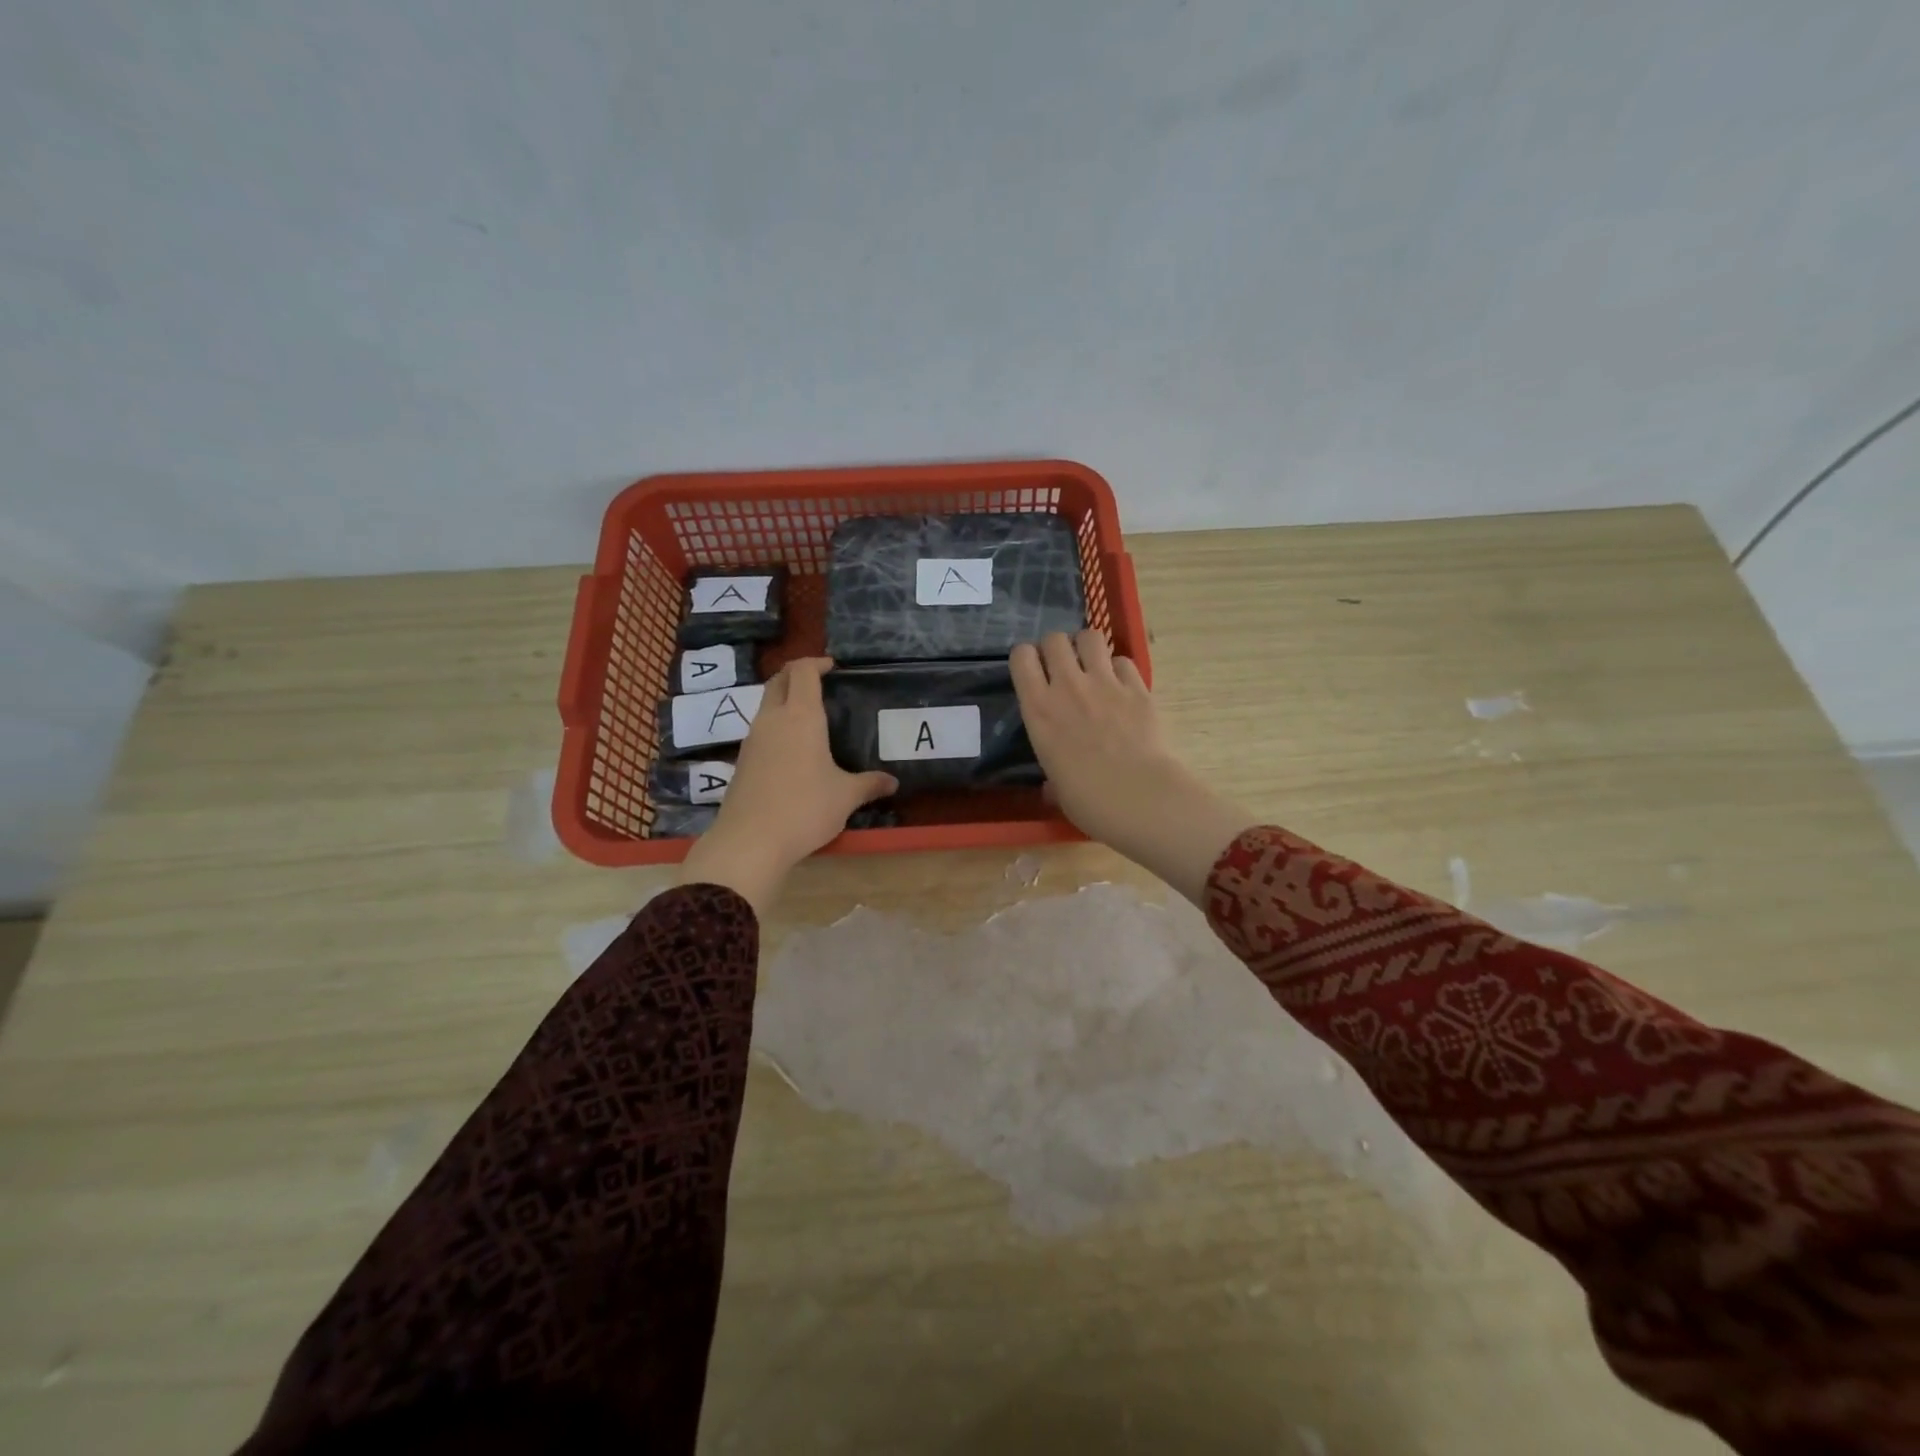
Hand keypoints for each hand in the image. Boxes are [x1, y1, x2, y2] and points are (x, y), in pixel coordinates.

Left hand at [677, 658, 895, 914]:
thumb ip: (870, 784)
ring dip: (785, 701)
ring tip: (810, 718)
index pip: (802, 671)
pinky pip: (760, 730)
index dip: (816, 662)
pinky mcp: (742, 761)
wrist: (750, 841)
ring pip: (766, 705)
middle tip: (819, 683)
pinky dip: (776, 726)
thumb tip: (892, 782)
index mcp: (801, 717)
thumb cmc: (805, 808)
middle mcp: (772, 719)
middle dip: (797, 675)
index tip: (832, 667)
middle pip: (778, 681)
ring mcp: (752, 739)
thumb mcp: (846, 797)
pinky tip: (793, 750)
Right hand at [1011, 631, 1253, 904]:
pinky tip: (1123, 687)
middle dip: (1057, 648)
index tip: (1033, 671)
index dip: (1026, 659)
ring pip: (1090, 637)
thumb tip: (1053, 787)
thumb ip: (1052, 777)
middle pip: (1054, 639)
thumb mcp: (1057, 789)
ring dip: (1088, 648)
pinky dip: (1120, 670)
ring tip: (1093, 666)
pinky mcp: (1138, 687)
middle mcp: (1067, 687)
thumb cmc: (1090, 801)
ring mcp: (1105, 683)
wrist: (1141, 798)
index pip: (1021, 657)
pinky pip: (1124, 661)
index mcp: (1039, 710)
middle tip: (1064, 667)